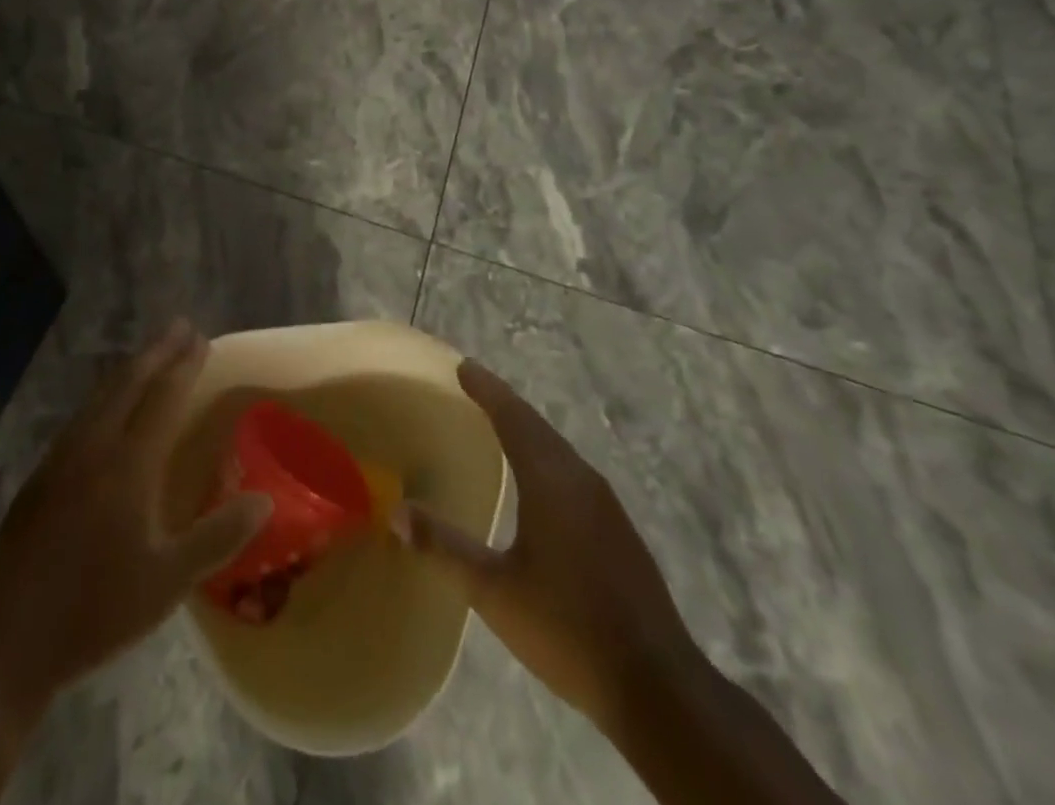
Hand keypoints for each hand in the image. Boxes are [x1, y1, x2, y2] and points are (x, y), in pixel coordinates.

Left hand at [0, 321, 270, 724]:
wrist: (5, 643)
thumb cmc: (95, 611)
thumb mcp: (167, 583)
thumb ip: (218, 537)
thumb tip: (265, 499)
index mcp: (128, 465)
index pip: (164, 397)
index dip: (185, 366)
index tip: (202, 338)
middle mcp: (94, 447)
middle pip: (129, 382)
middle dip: (157, 351)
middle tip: (180, 327)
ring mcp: (61, 458)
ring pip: (101, 395)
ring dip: (130, 368)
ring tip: (150, 355)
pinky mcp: (40, 475)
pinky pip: (82, 415)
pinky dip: (106, 394)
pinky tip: (108, 406)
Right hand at [404, 360, 701, 734]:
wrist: (658, 687)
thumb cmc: (568, 629)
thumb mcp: (494, 591)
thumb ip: (445, 548)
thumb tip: (396, 512)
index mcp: (550, 481)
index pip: (512, 418)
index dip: (486, 390)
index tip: (463, 366)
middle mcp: (580, 480)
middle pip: (536, 426)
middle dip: (504, 403)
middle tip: (474, 385)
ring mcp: (605, 506)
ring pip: (557, 449)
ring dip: (526, 430)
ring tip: (498, 422)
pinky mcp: (617, 531)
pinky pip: (571, 472)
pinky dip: (544, 456)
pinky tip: (536, 479)